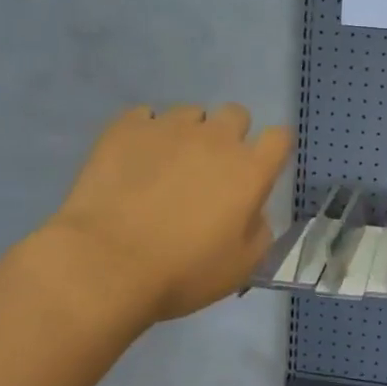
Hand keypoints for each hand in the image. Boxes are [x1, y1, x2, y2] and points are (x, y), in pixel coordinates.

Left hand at [43, 103, 291, 325]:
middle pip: (236, 115)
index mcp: (250, 171)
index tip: (262, 168)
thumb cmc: (184, 272)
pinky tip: (135, 160)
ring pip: (191, 113)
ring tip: (168, 164)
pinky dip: (146, 133)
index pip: (279, 138)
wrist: (108, 263)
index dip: (273, 150)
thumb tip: (253, 212)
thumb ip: (259, 231)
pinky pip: (144, 116)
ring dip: (189, 133)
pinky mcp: (126, 128)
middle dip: (231, 136)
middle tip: (213, 169)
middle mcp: (216, 139)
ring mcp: (169, 127)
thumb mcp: (241, 267)